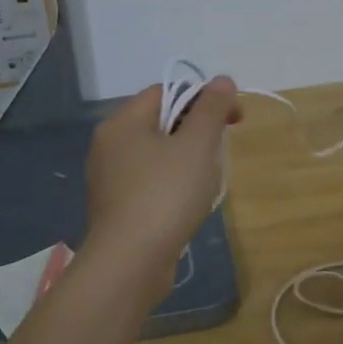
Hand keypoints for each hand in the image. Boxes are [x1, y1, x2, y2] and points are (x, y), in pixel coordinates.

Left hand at [82, 77, 241, 292]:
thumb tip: (221, 80)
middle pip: (161, 122)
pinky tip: (188, 205)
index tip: (233, 120)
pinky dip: (172, 185)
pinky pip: (150, 182)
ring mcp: (109, 178)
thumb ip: (211, 108)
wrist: (130, 263)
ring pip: (158, 155)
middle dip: (197, 132)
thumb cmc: (165, 195)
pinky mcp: (116, 207)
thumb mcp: (197, 145)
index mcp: (123, 122)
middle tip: (221, 153)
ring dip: (188, 162)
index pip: (166, 91)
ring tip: (208, 183)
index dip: (203, 98)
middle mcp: (109, 145)